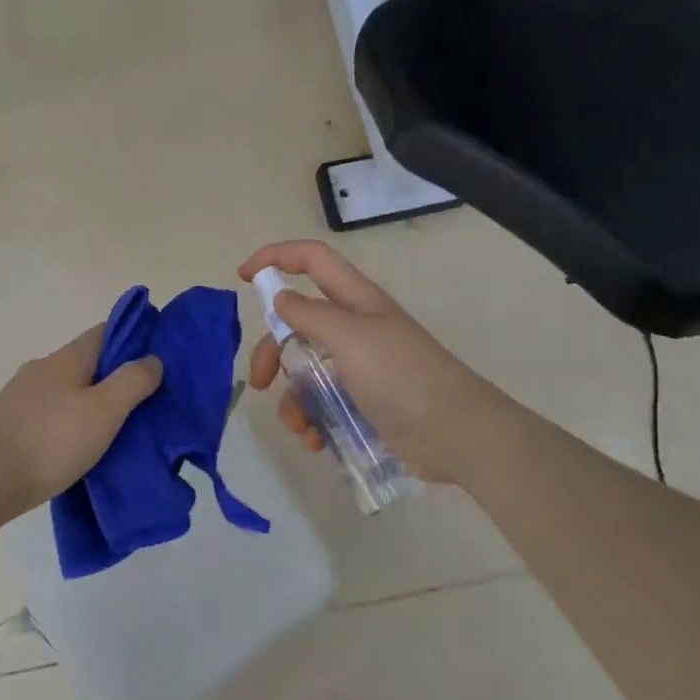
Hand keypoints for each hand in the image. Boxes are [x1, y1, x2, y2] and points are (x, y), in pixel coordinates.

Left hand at [0, 324, 162, 520]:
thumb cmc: (51, 441)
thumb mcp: (104, 411)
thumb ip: (132, 382)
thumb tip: (152, 358)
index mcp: (67, 358)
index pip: (105, 331)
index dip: (133, 337)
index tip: (158, 355)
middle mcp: (42, 369)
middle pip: (87, 362)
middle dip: (115, 375)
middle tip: (146, 399)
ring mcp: (22, 397)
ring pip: (69, 389)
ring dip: (92, 401)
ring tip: (117, 427)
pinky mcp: (10, 424)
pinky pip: (52, 413)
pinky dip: (71, 421)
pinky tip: (80, 444)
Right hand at [239, 241, 501, 484]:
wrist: (456, 434)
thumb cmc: (402, 376)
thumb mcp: (351, 337)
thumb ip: (310, 314)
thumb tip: (280, 297)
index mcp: (355, 301)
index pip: (312, 260)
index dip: (276, 258)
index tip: (243, 277)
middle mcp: (355, 328)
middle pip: (297, 324)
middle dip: (272, 351)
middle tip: (259, 381)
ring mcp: (360, 367)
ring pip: (306, 370)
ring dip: (293, 398)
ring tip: (299, 426)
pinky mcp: (364, 402)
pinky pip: (323, 403)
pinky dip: (313, 420)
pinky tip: (316, 440)